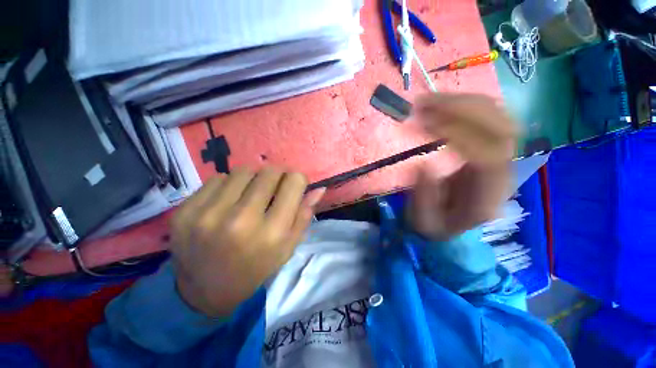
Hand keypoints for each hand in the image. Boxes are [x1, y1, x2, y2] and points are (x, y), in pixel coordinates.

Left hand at [170, 168, 324, 316]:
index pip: (293, 182)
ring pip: (243, 171)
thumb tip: (319, 188)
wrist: (204, 292)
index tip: (292, 185)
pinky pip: (217, 178)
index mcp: (272, 233)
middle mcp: (241, 221)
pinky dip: (228, 185)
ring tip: (248, 196)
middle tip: (272, 189)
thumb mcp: (288, 247)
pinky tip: (226, 202)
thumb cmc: (255, 268)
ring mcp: (208, 215)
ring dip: (252, 179)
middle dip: (277, 176)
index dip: (297, 180)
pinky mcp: (185, 212)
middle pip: (269, 172)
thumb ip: (304, 215)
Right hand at [408, 94, 517, 240]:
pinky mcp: (491, 145)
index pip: (488, 155)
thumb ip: (424, 198)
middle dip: (460, 109)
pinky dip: (463, 104)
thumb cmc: (438, 225)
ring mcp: (502, 155)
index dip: (458, 134)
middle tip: (422, 104)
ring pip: (497, 115)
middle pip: (501, 127)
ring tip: (425, 101)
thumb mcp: (424, 222)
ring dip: (461, 101)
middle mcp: (504, 170)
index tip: (424, 125)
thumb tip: (422, 164)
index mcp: (489, 194)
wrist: (452, 222)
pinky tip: (440, 104)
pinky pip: (488, 116)